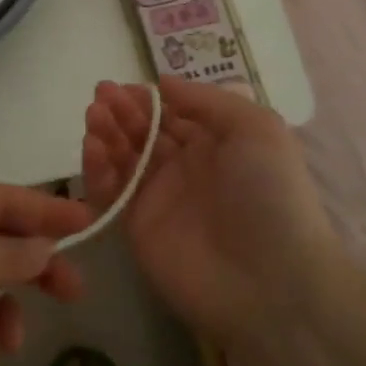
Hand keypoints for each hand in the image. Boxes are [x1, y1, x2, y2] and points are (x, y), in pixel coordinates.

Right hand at [83, 75, 337, 346]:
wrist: (271, 282)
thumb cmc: (269, 193)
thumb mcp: (255, 128)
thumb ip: (206, 100)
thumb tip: (162, 83)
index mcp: (215, 143)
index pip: (172, 113)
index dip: (148, 98)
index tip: (126, 85)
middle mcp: (185, 167)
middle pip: (143, 131)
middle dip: (122, 110)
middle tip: (101, 94)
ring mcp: (159, 198)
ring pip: (123, 157)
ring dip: (106, 132)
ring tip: (94, 114)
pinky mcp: (137, 227)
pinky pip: (111, 192)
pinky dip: (98, 169)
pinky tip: (93, 146)